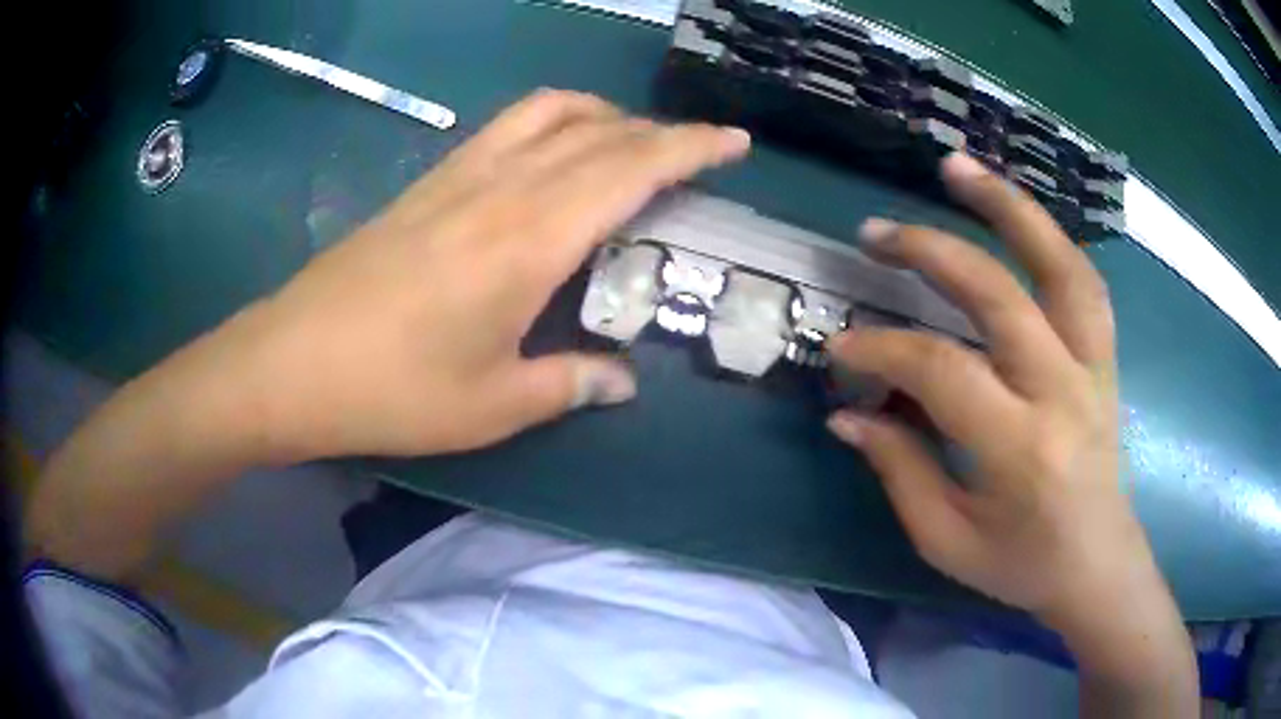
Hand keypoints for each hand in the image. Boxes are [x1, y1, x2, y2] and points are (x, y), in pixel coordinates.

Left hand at [230, 89, 749, 461]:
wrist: (291, 362)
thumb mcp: (493, 406)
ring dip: (603, 115)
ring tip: (629, 142)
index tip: (734, 141)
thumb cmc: (392, 391)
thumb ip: (569, 383)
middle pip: (600, 131)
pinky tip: (553, 156)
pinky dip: (553, 123)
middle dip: (662, 131)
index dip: (692, 147)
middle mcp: (501, 187)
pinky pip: (506, 127)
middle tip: (698, 152)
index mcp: (530, 239)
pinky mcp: (427, 182)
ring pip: (549, 111)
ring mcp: (458, 175)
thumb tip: (621, 382)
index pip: (632, 167)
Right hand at [826, 153, 1195, 711]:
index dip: (883, 348)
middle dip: (931, 252)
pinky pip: (1085, 281)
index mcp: (1021, 449)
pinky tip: (1016, 216)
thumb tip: (848, 412)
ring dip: (1008, 207)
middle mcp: (1063, 392)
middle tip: (876, 232)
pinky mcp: (1105, 357)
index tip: (842, 346)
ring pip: (1060, 264)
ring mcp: (1093, 366)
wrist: (1097, 564)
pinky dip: (1049, 237)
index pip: (943, 371)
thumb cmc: (1021, 564)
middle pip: (1000, 294)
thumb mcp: (947, 540)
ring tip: (957, 168)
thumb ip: (900, 471)